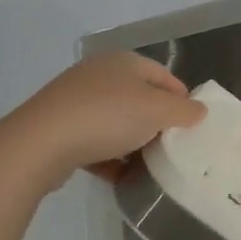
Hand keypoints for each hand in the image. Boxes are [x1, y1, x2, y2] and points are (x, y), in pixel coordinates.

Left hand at [7, 53, 204, 190]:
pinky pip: (95, 141)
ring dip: (134, 143)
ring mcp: (77, 100)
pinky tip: (120, 177)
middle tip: (172, 148)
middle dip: (157, 124)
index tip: (192, 128)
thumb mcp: (157, 111)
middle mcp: (100, 74)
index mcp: (125, 62)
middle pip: (141, 99)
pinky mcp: (60, 126)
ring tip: (148, 167)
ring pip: (117, 121)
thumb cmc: (108, 117)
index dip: (182, 100)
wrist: (40, 143)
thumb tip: (199, 110)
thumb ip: (184, 110)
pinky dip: (110, 157)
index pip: (166, 77)